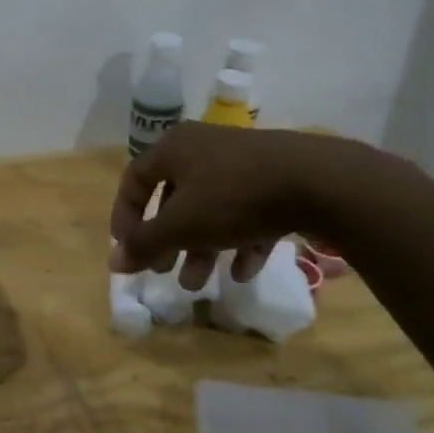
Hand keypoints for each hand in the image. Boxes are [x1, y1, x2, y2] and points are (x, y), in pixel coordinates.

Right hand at [109, 123, 372, 290]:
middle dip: (168, 240)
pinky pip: (247, 212)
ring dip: (200, 248)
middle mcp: (204, 148)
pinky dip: (239, 241)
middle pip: (174, 198)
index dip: (125, 216)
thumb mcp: (181, 225)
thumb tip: (114, 262)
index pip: (135, 180)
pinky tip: (242, 272)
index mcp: (174, 148)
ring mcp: (243, 163)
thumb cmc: (234, 197)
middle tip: (164, 270)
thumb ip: (145, 244)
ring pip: (211, 209)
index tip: (127, 249)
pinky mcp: (277, 179)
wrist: (320, 182)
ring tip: (198, 284)